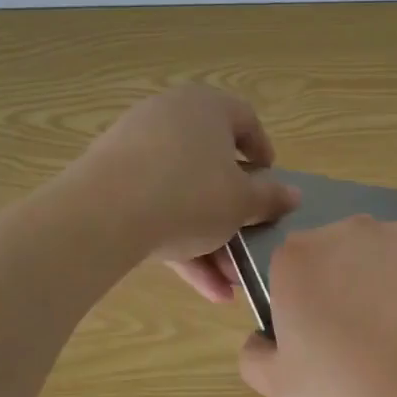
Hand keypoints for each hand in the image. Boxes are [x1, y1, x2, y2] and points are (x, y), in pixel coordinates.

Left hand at [75, 85, 299, 301]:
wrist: (103, 215)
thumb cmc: (190, 194)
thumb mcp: (241, 202)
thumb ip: (270, 198)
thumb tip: (293, 194)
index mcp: (206, 107)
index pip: (245, 120)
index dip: (263, 153)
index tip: (271, 185)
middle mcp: (169, 117)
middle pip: (212, 167)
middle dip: (233, 216)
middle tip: (248, 247)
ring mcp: (135, 149)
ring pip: (184, 195)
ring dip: (209, 240)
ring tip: (226, 286)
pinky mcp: (110, 182)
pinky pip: (155, 209)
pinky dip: (179, 243)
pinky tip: (202, 288)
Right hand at [236, 216, 396, 396]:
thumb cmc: (352, 390)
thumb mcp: (278, 386)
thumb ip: (253, 353)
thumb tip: (263, 336)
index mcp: (298, 257)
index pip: (287, 272)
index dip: (299, 308)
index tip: (317, 342)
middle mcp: (347, 231)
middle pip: (332, 258)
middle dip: (338, 289)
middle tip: (356, 342)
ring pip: (377, 260)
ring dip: (378, 286)